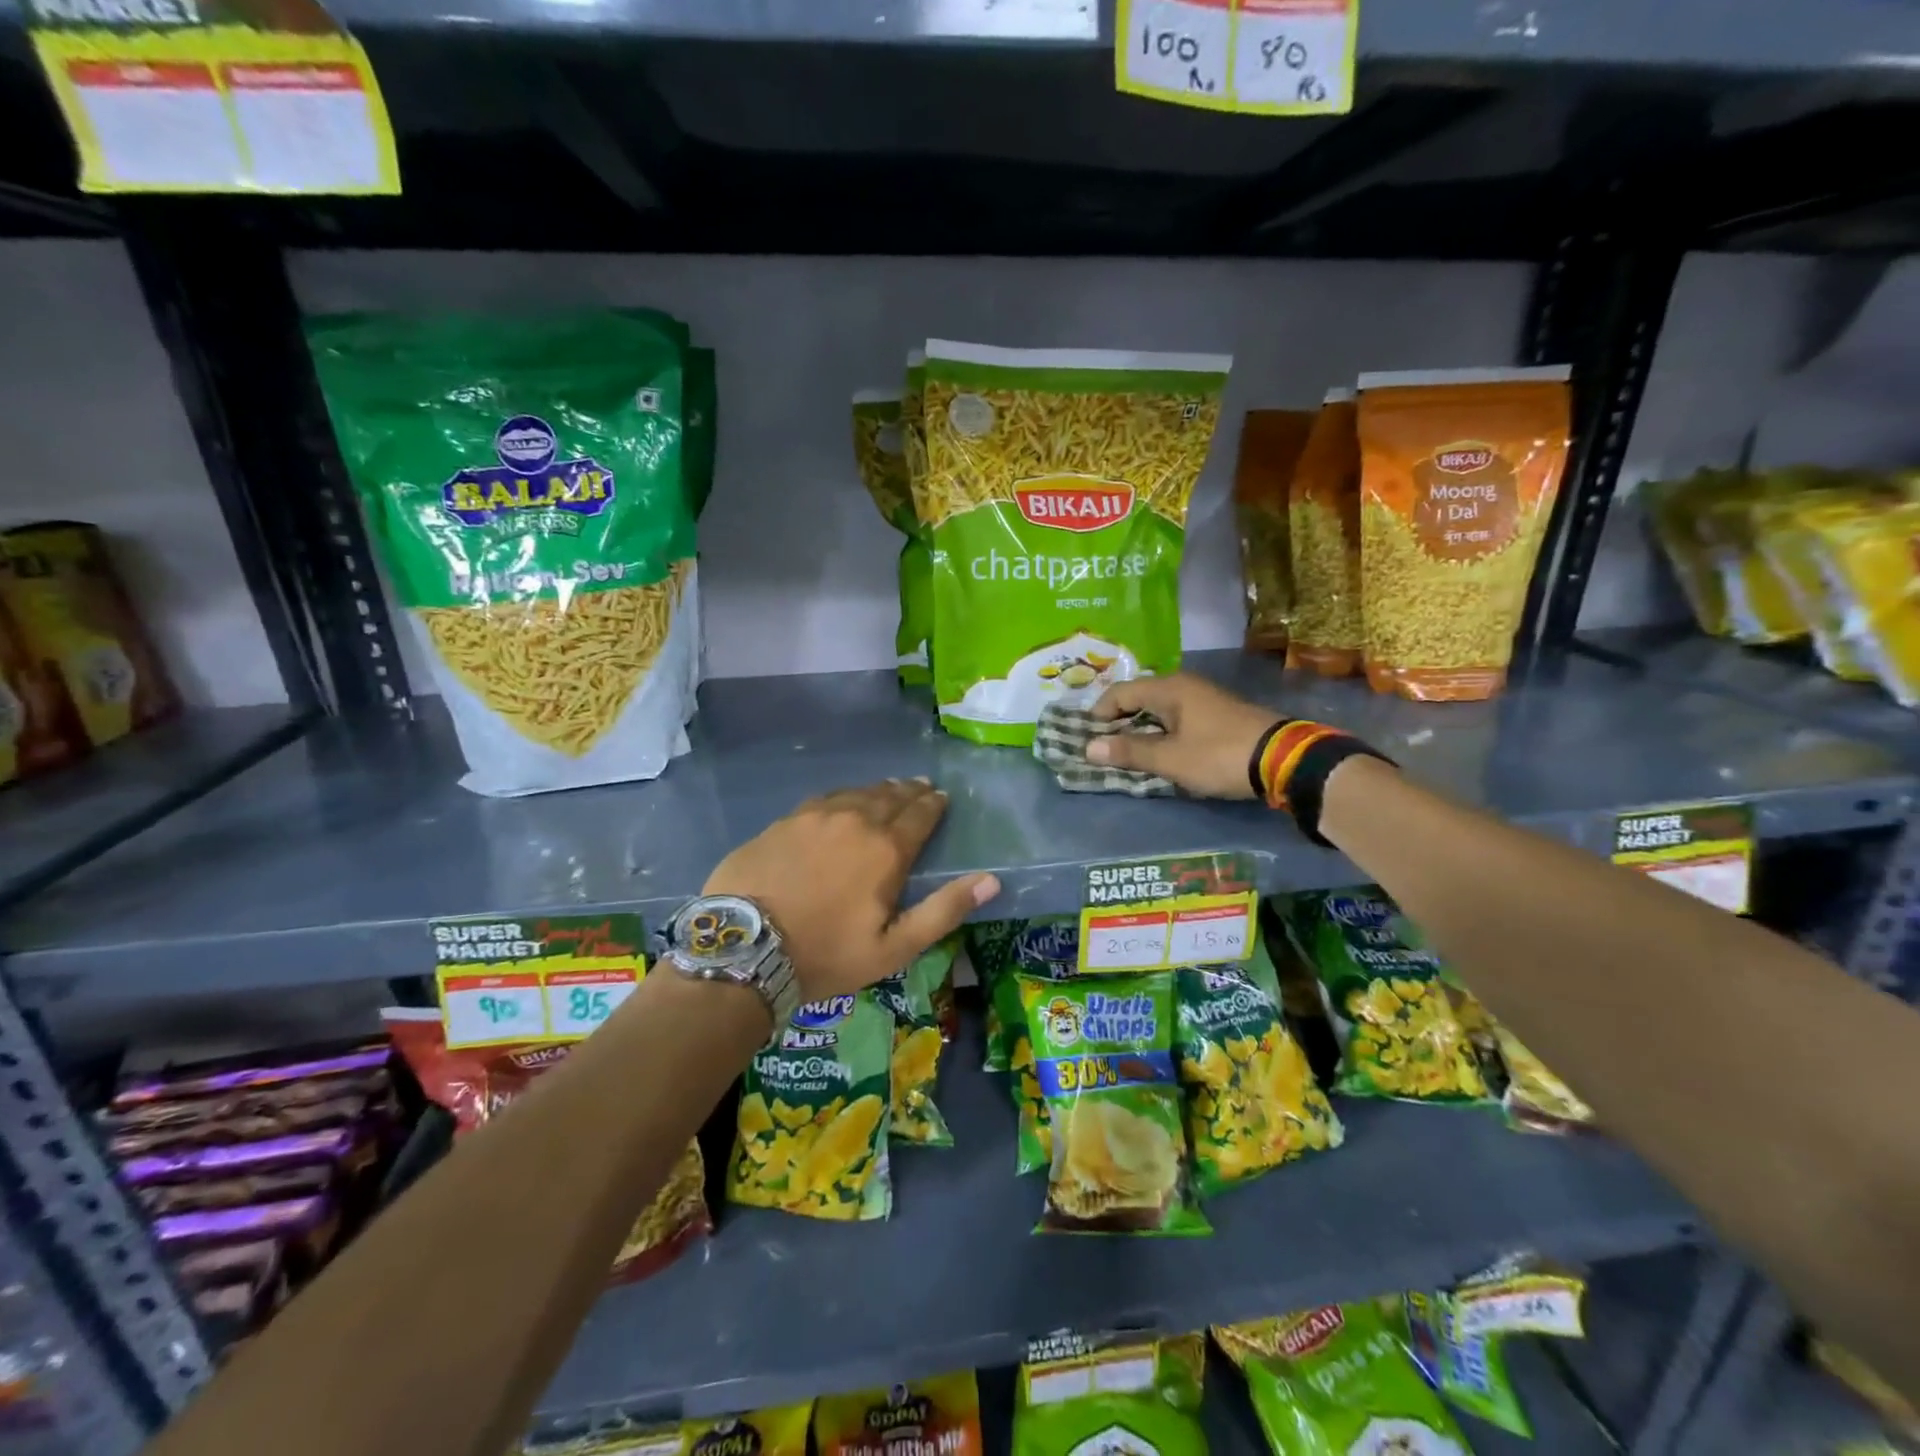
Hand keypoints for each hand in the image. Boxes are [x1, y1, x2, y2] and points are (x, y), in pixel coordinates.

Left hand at [703, 779, 999, 1003]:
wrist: (744, 950)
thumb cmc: (826, 954)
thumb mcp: (894, 947)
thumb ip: (944, 910)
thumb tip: (991, 880)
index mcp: (886, 849)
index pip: (920, 815)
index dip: (934, 804)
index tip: (941, 797)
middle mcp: (854, 820)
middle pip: (890, 796)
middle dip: (909, 791)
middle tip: (920, 787)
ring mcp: (814, 816)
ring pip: (856, 793)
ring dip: (877, 791)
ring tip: (888, 789)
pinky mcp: (783, 821)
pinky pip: (823, 800)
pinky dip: (842, 798)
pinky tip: (841, 802)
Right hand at [1086, 674, 1280, 799]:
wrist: (1284, 760)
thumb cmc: (1219, 755)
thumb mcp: (1170, 758)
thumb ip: (1129, 752)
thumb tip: (1088, 748)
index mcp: (1169, 688)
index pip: (1120, 693)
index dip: (1099, 714)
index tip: (1086, 738)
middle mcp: (1184, 685)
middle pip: (1139, 698)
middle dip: (1117, 721)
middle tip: (1102, 747)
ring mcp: (1203, 698)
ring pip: (1158, 709)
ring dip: (1140, 728)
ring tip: (1126, 752)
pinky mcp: (1217, 715)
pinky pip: (1176, 718)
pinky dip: (1160, 732)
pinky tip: (1159, 751)